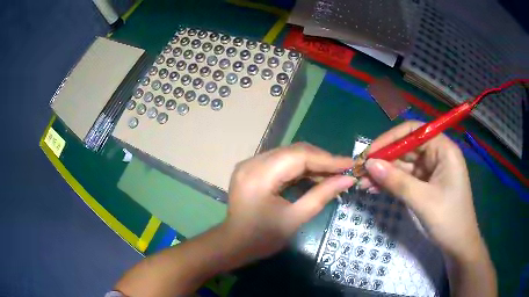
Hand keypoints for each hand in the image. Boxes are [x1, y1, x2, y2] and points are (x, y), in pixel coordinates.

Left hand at [221, 143, 354, 263]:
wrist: (234, 244)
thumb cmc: (262, 238)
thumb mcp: (295, 219)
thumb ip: (322, 195)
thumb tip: (348, 180)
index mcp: (259, 176)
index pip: (299, 156)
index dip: (327, 159)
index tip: (350, 164)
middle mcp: (252, 162)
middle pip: (294, 151)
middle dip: (322, 159)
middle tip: (344, 170)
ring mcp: (250, 163)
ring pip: (288, 154)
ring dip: (312, 163)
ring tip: (333, 173)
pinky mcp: (252, 168)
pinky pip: (281, 161)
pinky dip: (299, 168)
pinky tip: (314, 176)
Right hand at [359, 121, 483, 260]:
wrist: (458, 245)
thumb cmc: (448, 220)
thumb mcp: (423, 200)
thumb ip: (397, 181)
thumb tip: (369, 164)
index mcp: (444, 149)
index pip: (414, 132)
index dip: (390, 139)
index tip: (370, 153)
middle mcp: (437, 155)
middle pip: (406, 148)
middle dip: (384, 159)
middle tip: (361, 171)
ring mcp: (432, 170)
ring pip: (404, 165)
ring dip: (384, 173)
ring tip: (363, 183)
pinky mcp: (426, 184)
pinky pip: (406, 178)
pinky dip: (391, 183)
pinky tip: (375, 188)